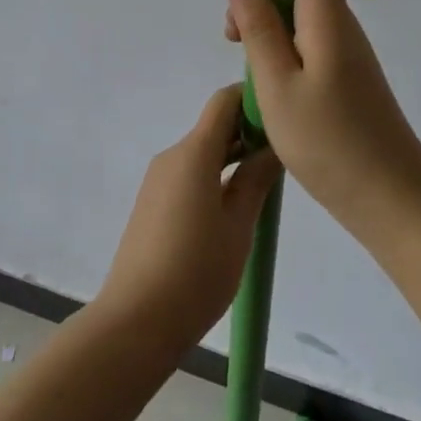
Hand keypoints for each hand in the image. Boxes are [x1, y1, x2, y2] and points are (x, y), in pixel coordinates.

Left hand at [96, 85, 282, 352]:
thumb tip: (274, 145)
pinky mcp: (152, 203)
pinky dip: (213, 179)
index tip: (281, 118)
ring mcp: (158, 179)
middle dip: (247, 134)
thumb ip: (256, 180)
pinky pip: (188, 176)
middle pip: (213, 128)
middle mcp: (172, 155)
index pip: (223, 102)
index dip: (252, 100)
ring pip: (202, 154)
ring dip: (232, 159)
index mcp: (194, 152)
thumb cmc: (196, 271)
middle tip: (283, 157)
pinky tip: (232, 211)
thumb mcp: (238, 226)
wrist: (136, 320)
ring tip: (264, 187)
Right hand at [226, 0, 420, 244]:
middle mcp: (341, 23)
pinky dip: (281, 50)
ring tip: (245, 65)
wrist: (396, 204)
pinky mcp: (347, 76)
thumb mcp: (277, 85)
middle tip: (233, 36)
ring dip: (267, 25)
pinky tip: (267, 86)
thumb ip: (258, 27)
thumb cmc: (331, 143)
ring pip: (301, 13)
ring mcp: (346, 51)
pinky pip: (308, 42)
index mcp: (328, 14)